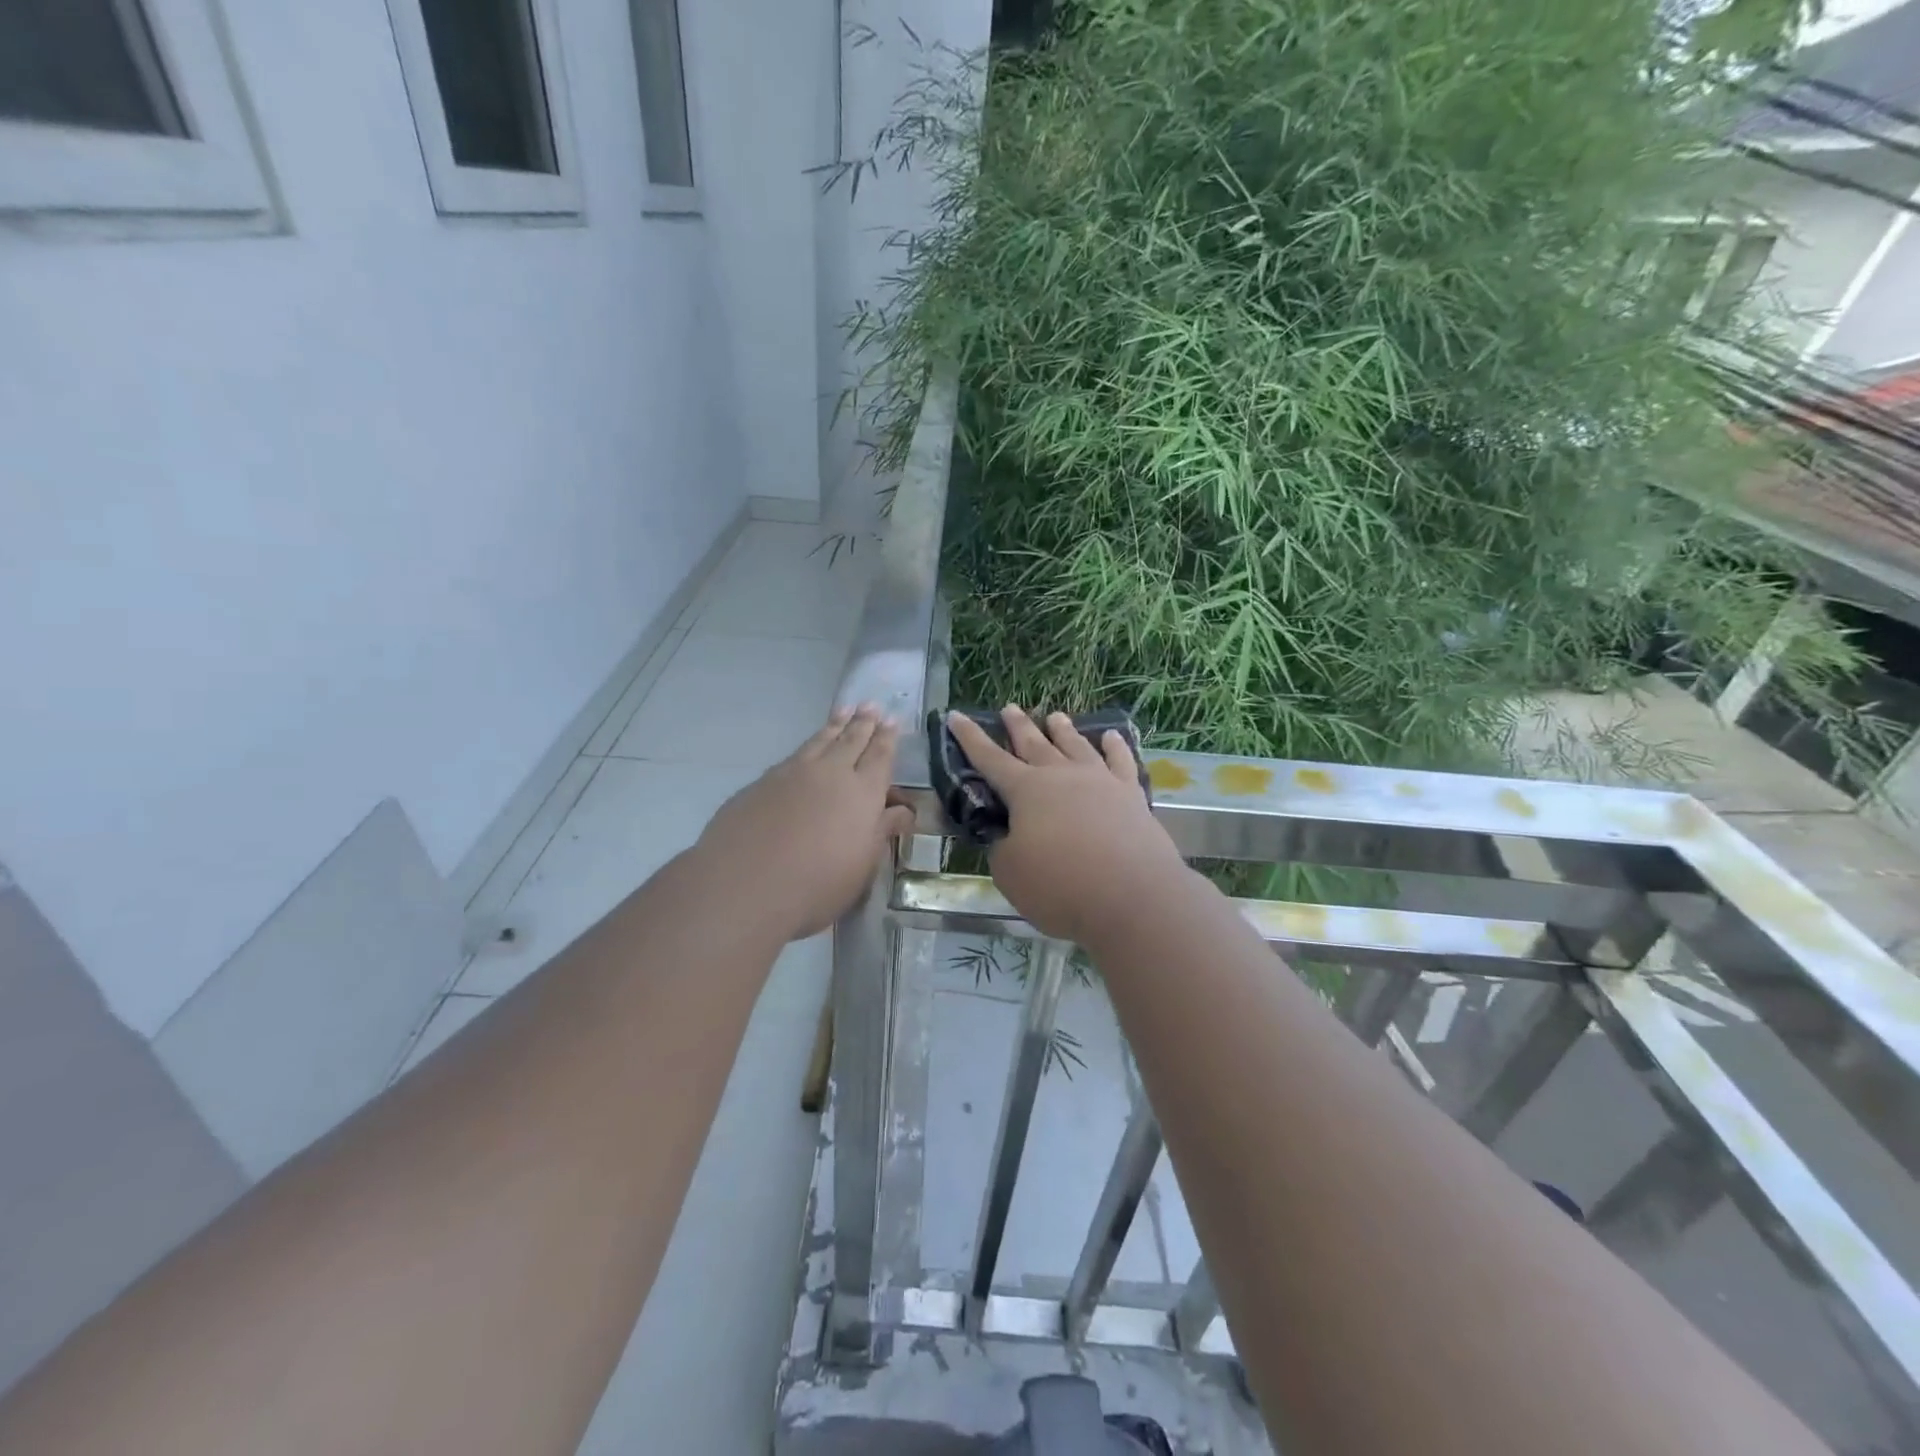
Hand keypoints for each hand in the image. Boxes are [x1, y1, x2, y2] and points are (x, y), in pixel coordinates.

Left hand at [696, 705, 915, 941]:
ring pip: (820, 740)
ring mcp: (793, 773)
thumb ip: (882, 832)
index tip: (893, 720)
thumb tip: (903, 810)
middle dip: (864, 723)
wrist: (744, 885)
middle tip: (871, 706)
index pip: (880, 757)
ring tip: (844, 710)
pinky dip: (808, 744)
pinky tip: (807, 749)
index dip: (887, 738)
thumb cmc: (817, 885)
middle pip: (851, 740)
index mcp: (863, 793)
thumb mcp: (862, 866)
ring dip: (835, 725)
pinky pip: (794, 755)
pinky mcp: (762, 782)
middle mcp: (831, 773)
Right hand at [947, 706, 1187, 944]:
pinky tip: (1111, 736)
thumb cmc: (1061, 886)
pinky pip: (1121, 761)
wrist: (1133, 895)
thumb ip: (1002, 848)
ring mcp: (1100, 781)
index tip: (956, 715)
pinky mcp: (1131, 795)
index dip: (970, 738)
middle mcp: (1061, 776)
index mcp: (1026, 790)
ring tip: (1054, 716)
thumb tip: (1005, 835)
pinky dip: (1115, 746)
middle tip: (1009, 707)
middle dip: (1018, 725)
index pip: (989, 758)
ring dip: (1063, 730)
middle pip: (1034, 743)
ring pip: (1076, 746)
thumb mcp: (1010, 873)